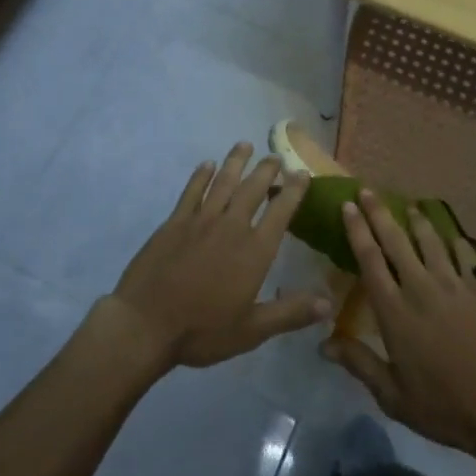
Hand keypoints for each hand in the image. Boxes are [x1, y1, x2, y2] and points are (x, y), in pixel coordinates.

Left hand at [109, 143, 330, 369]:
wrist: (146, 324)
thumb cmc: (202, 330)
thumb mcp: (252, 330)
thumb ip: (290, 313)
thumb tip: (329, 303)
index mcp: (254, 251)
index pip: (281, 211)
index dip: (294, 190)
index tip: (302, 173)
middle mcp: (231, 226)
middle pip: (253, 189)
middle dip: (267, 170)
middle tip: (276, 156)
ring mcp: (201, 220)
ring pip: (223, 182)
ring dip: (236, 162)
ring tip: (245, 145)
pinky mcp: (175, 222)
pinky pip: (192, 191)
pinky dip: (201, 175)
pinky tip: (207, 164)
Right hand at [323, 189, 475, 458]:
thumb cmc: (442, 407)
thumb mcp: (393, 396)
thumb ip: (359, 363)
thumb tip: (323, 343)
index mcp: (394, 311)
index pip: (369, 260)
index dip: (357, 230)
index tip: (348, 205)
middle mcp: (420, 287)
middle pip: (396, 240)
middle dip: (379, 212)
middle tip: (368, 190)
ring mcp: (454, 285)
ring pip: (431, 240)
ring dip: (417, 220)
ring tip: (409, 205)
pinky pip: (465, 255)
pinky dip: (455, 241)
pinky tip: (451, 234)